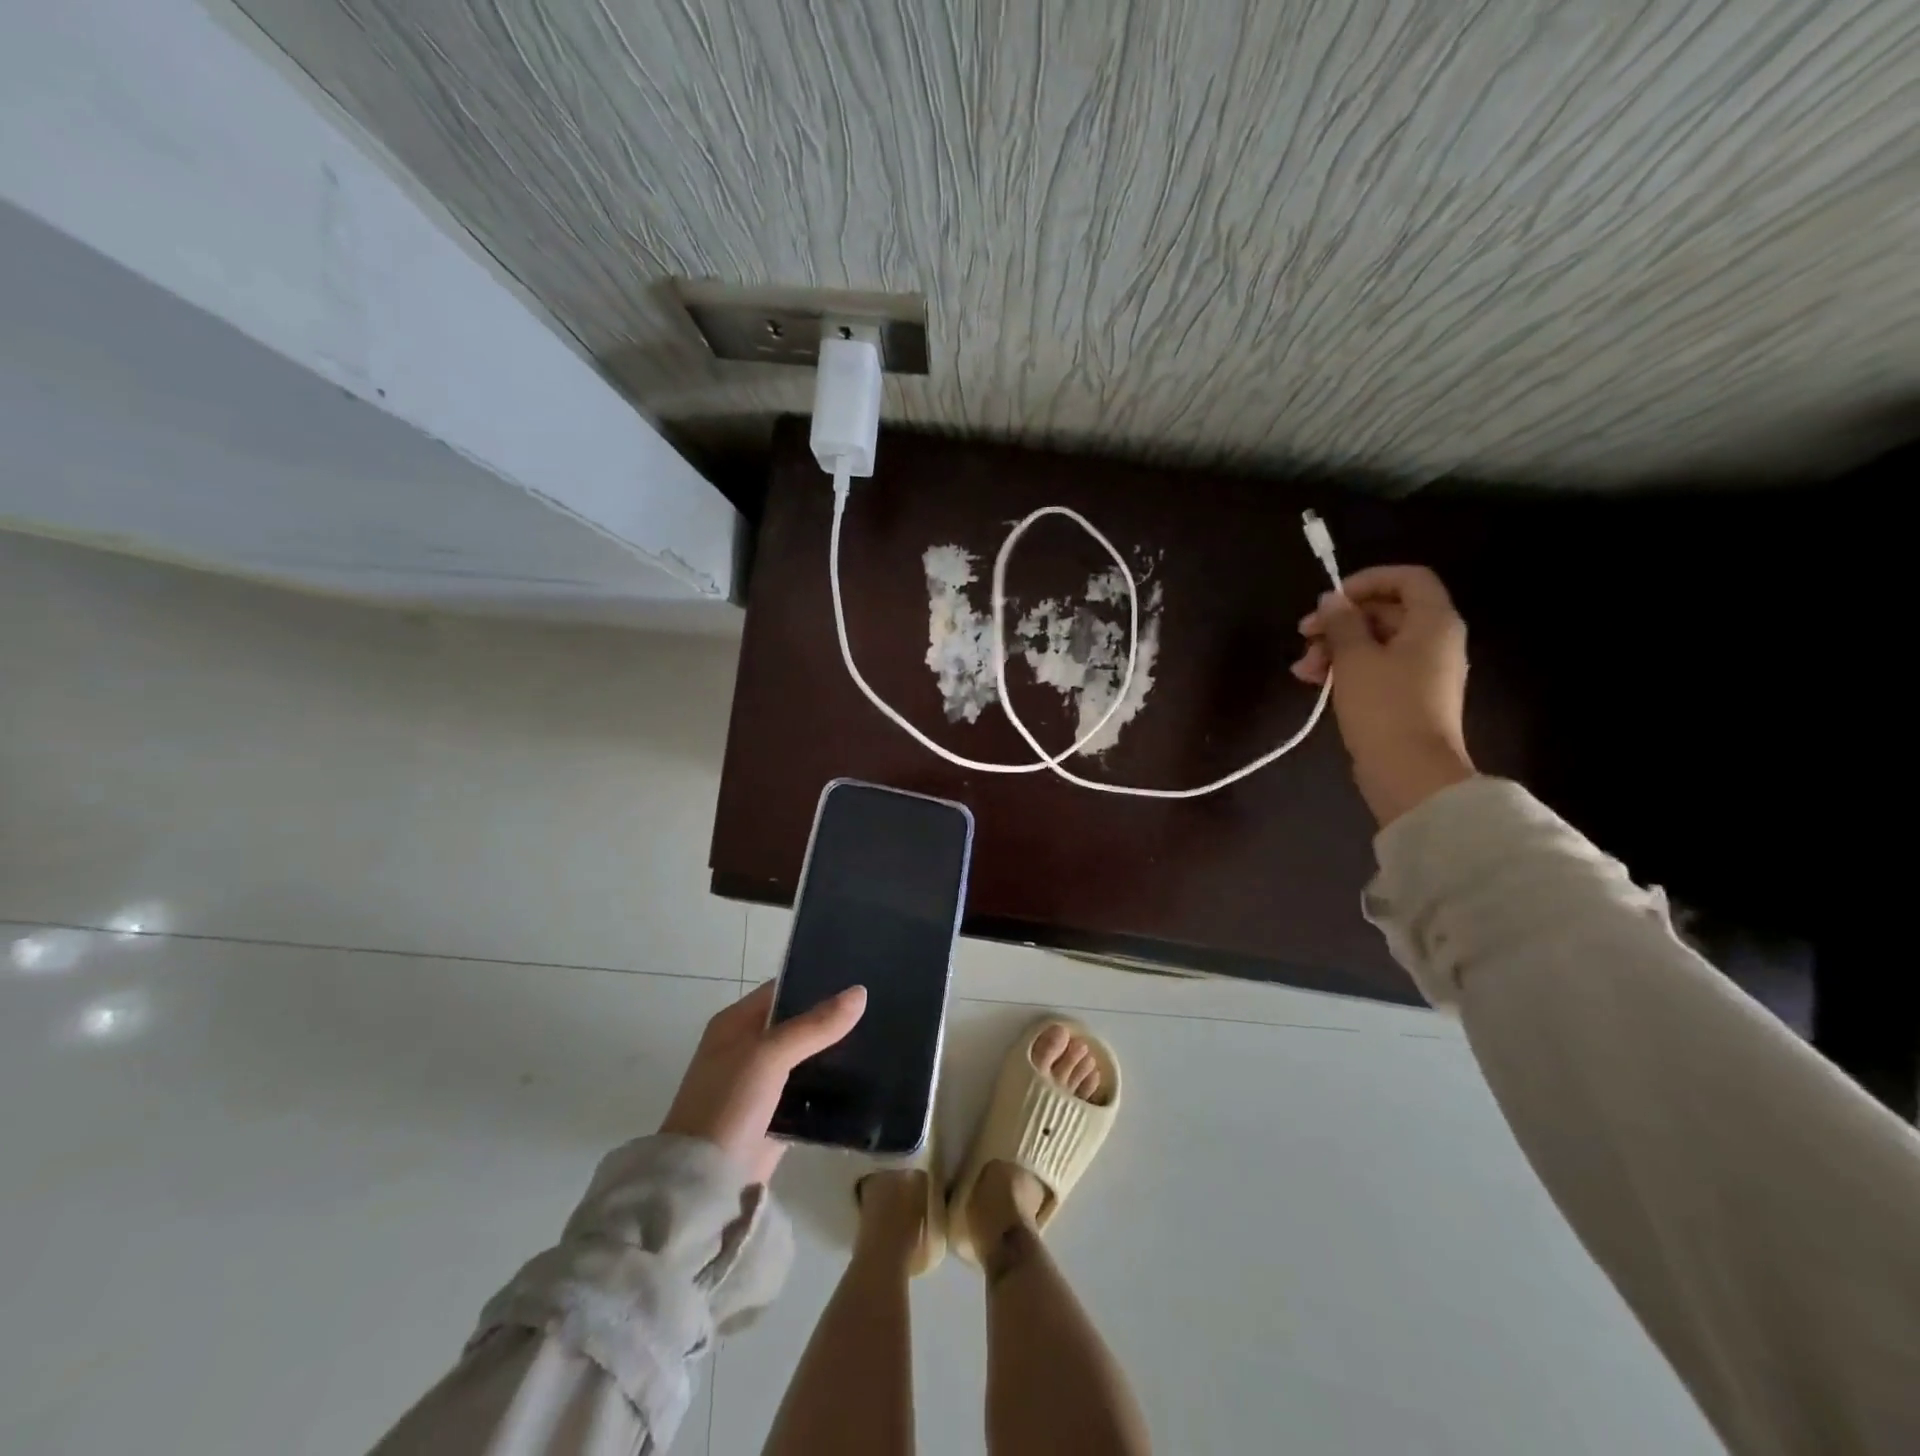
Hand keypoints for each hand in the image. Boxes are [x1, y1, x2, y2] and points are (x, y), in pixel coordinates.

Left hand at [658, 980, 866, 1184]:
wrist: (703, 1182)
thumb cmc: (729, 1103)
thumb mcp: (770, 1055)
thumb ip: (815, 1025)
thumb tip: (859, 992)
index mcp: (736, 1024)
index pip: (782, 989)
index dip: (816, 982)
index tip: (858, 979)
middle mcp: (747, 1048)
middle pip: (797, 1023)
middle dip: (831, 1019)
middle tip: (877, 1008)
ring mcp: (761, 1084)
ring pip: (805, 1058)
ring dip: (833, 1053)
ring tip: (878, 1039)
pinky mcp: (775, 1116)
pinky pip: (808, 1092)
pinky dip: (829, 1087)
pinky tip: (863, 1080)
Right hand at [1292, 564, 1474, 827]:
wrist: (1409, 772)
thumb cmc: (1384, 706)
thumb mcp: (1354, 657)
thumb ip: (1341, 622)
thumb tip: (1331, 599)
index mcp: (1433, 622)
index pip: (1408, 578)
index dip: (1367, 580)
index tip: (1330, 600)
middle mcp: (1435, 641)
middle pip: (1386, 612)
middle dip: (1340, 621)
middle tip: (1303, 636)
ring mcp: (1422, 672)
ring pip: (1375, 643)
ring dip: (1335, 648)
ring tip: (1303, 670)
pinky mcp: (1407, 698)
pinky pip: (1376, 669)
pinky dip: (1346, 669)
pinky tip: (1314, 682)